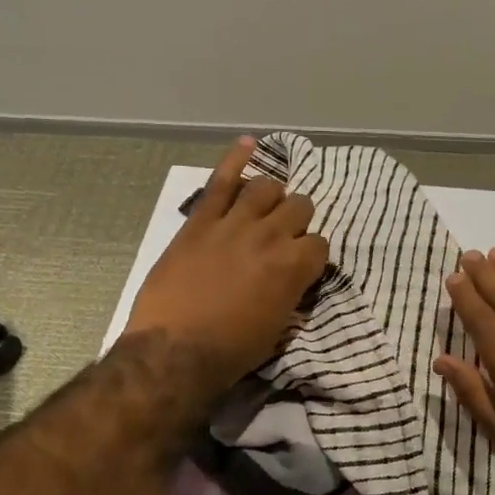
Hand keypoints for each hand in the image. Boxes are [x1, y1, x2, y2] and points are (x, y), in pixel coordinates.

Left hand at [122, 138, 328, 403]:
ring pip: (266, 188)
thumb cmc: (231, 350)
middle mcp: (272, 236)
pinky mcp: (201, 221)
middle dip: (296, 221)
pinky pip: (221, 181)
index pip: (320, 245)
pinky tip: (248, 144)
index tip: (301, 266)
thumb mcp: (278, 329)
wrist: (175, 350)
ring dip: (271, 196)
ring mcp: (235, 223)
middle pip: (299, 207)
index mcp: (295, 267)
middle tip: (284, 236)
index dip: (311, 256)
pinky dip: (235, 158)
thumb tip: (292, 282)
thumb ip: (291, 294)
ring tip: (264, 207)